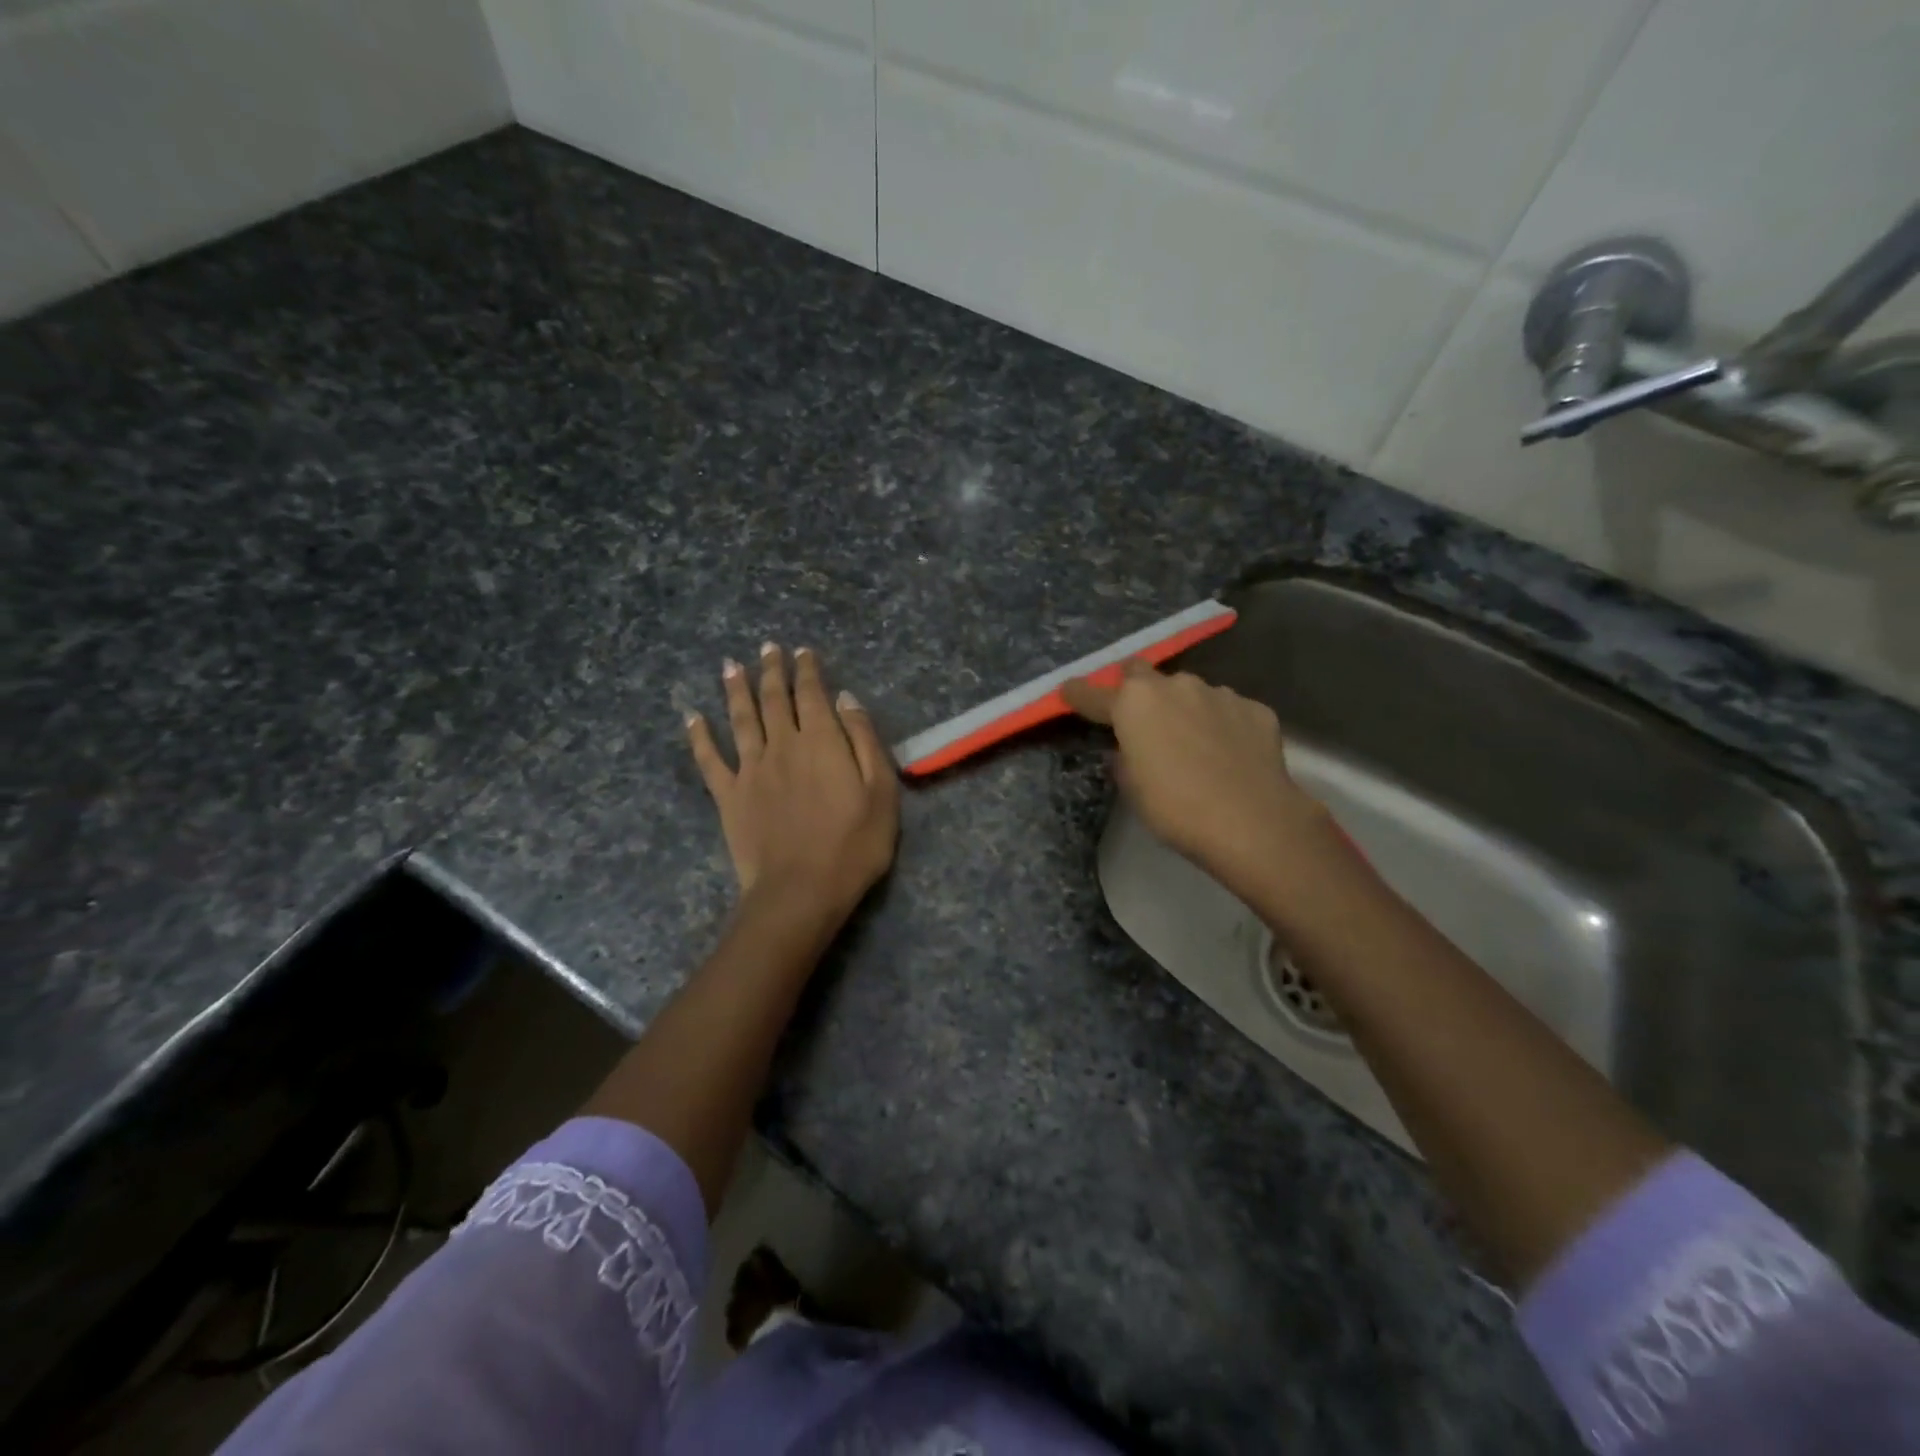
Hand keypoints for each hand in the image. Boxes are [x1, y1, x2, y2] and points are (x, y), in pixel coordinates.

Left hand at [687, 644, 898, 918]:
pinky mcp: (729, 796)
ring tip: (730, 666)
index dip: (807, 670)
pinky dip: (699, 737)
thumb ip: (864, 740)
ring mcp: (751, 769)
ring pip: (741, 719)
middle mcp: (782, 745)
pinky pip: (709, 760)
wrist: (801, 890)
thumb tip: (846, 699)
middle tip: (767, 648)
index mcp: (821, 741)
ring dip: (735, 690)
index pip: (812, 694)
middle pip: (774, 699)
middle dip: (771, 670)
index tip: (802, 651)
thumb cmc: (853, 845)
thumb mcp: (881, 792)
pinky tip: (692, 718)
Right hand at [1062, 660, 1325, 888]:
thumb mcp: (1133, 788)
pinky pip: (1227, 710)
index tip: (1069, 692)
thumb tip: (1127, 748)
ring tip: (1192, 743)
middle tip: (1139, 717)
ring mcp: (1218, 693)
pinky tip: (1228, 753)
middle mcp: (1174, 686)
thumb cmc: (1175, 808)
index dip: (1078, 693)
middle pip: (1142, 673)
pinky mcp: (1255, 708)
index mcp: (1134, 703)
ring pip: (1189, 691)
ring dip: (1183, 708)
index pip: (1092, 692)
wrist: (1252, 822)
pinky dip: (1221, 724)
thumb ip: (1123, 757)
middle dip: (1135, 689)